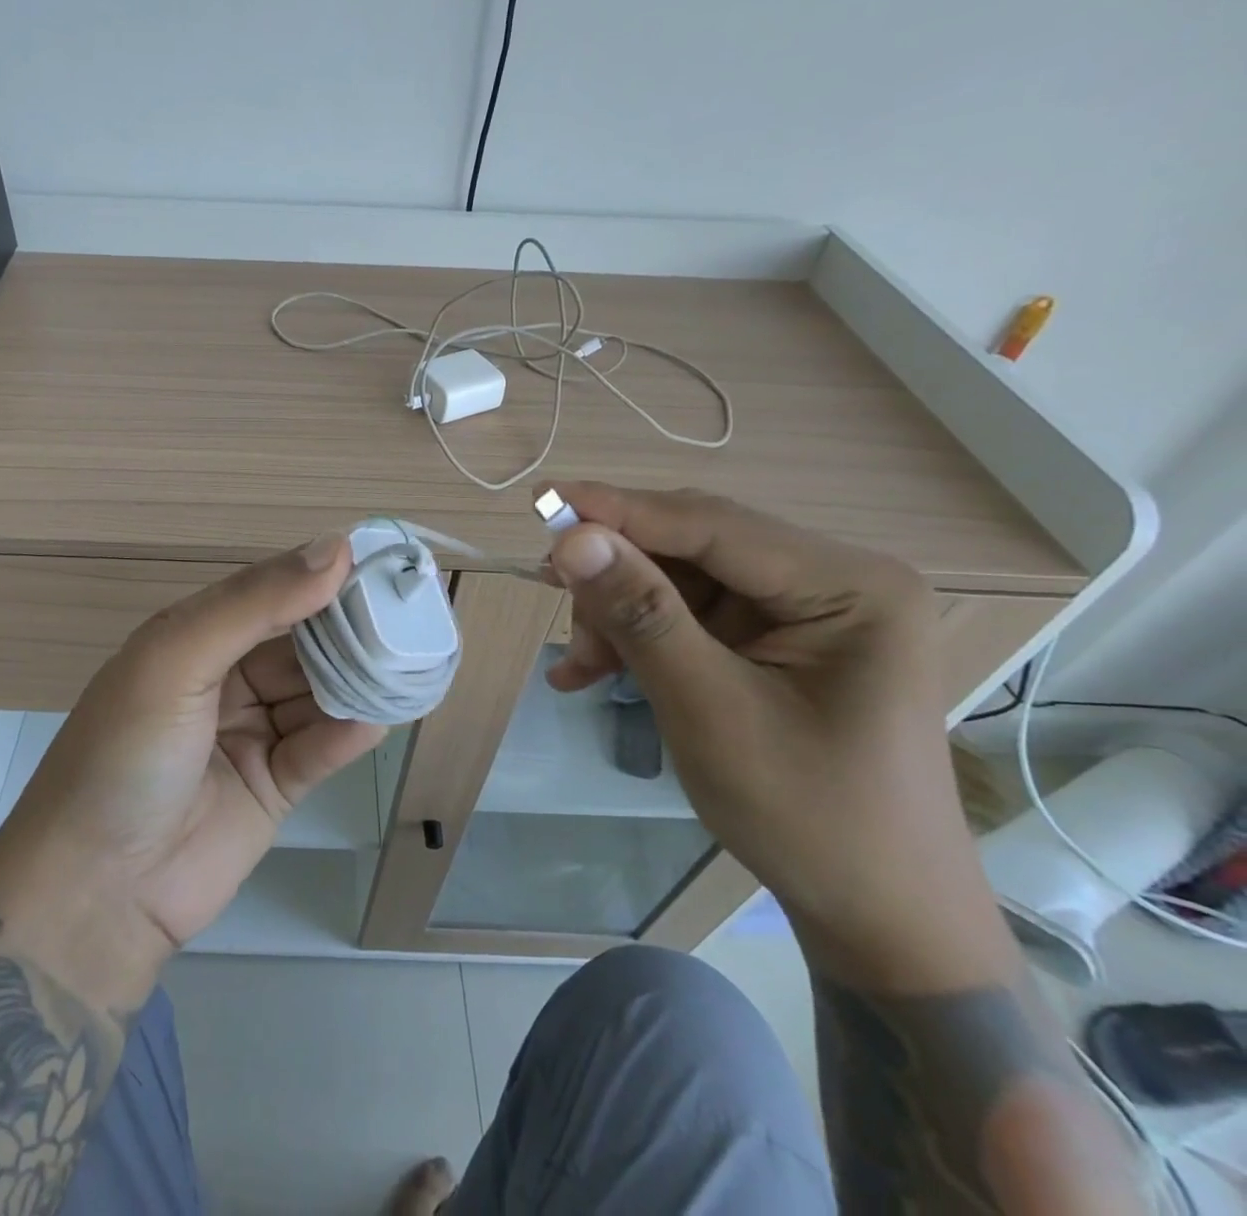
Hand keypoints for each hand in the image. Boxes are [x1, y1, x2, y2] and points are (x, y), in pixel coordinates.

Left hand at [0, 534, 385, 1007]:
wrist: (95, 893)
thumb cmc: (126, 756)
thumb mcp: (176, 660)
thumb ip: (254, 605)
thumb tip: (334, 549)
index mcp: (194, 639)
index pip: (268, 593)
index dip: (318, 576)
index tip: (378, 562)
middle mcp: (225, 679)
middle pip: (300, 643)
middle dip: (348, 630)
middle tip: (408, 615)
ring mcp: (251, 734)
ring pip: (317, 694)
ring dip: (357, 680)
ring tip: (410, 663)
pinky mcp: (274, 787)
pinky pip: (320, 749)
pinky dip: (348, 733)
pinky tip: (378, 718)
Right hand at [542, 481, 1017, 991]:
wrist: (876, 914)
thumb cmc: (809, 816)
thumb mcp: (710, 710)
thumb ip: (642, 615)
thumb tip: (571, 538)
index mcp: (851, 585)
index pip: (712, 524)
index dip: (620, 511)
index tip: (541, 502)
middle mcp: (833, 580)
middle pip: (692, 548)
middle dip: (617, 577)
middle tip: (550, 597)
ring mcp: (805, 610)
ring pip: (679, 581)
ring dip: (619, 615)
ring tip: (581, 665)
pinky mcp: (777, 639)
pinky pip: (688, 616)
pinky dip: (638, 639)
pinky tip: (594, 672)